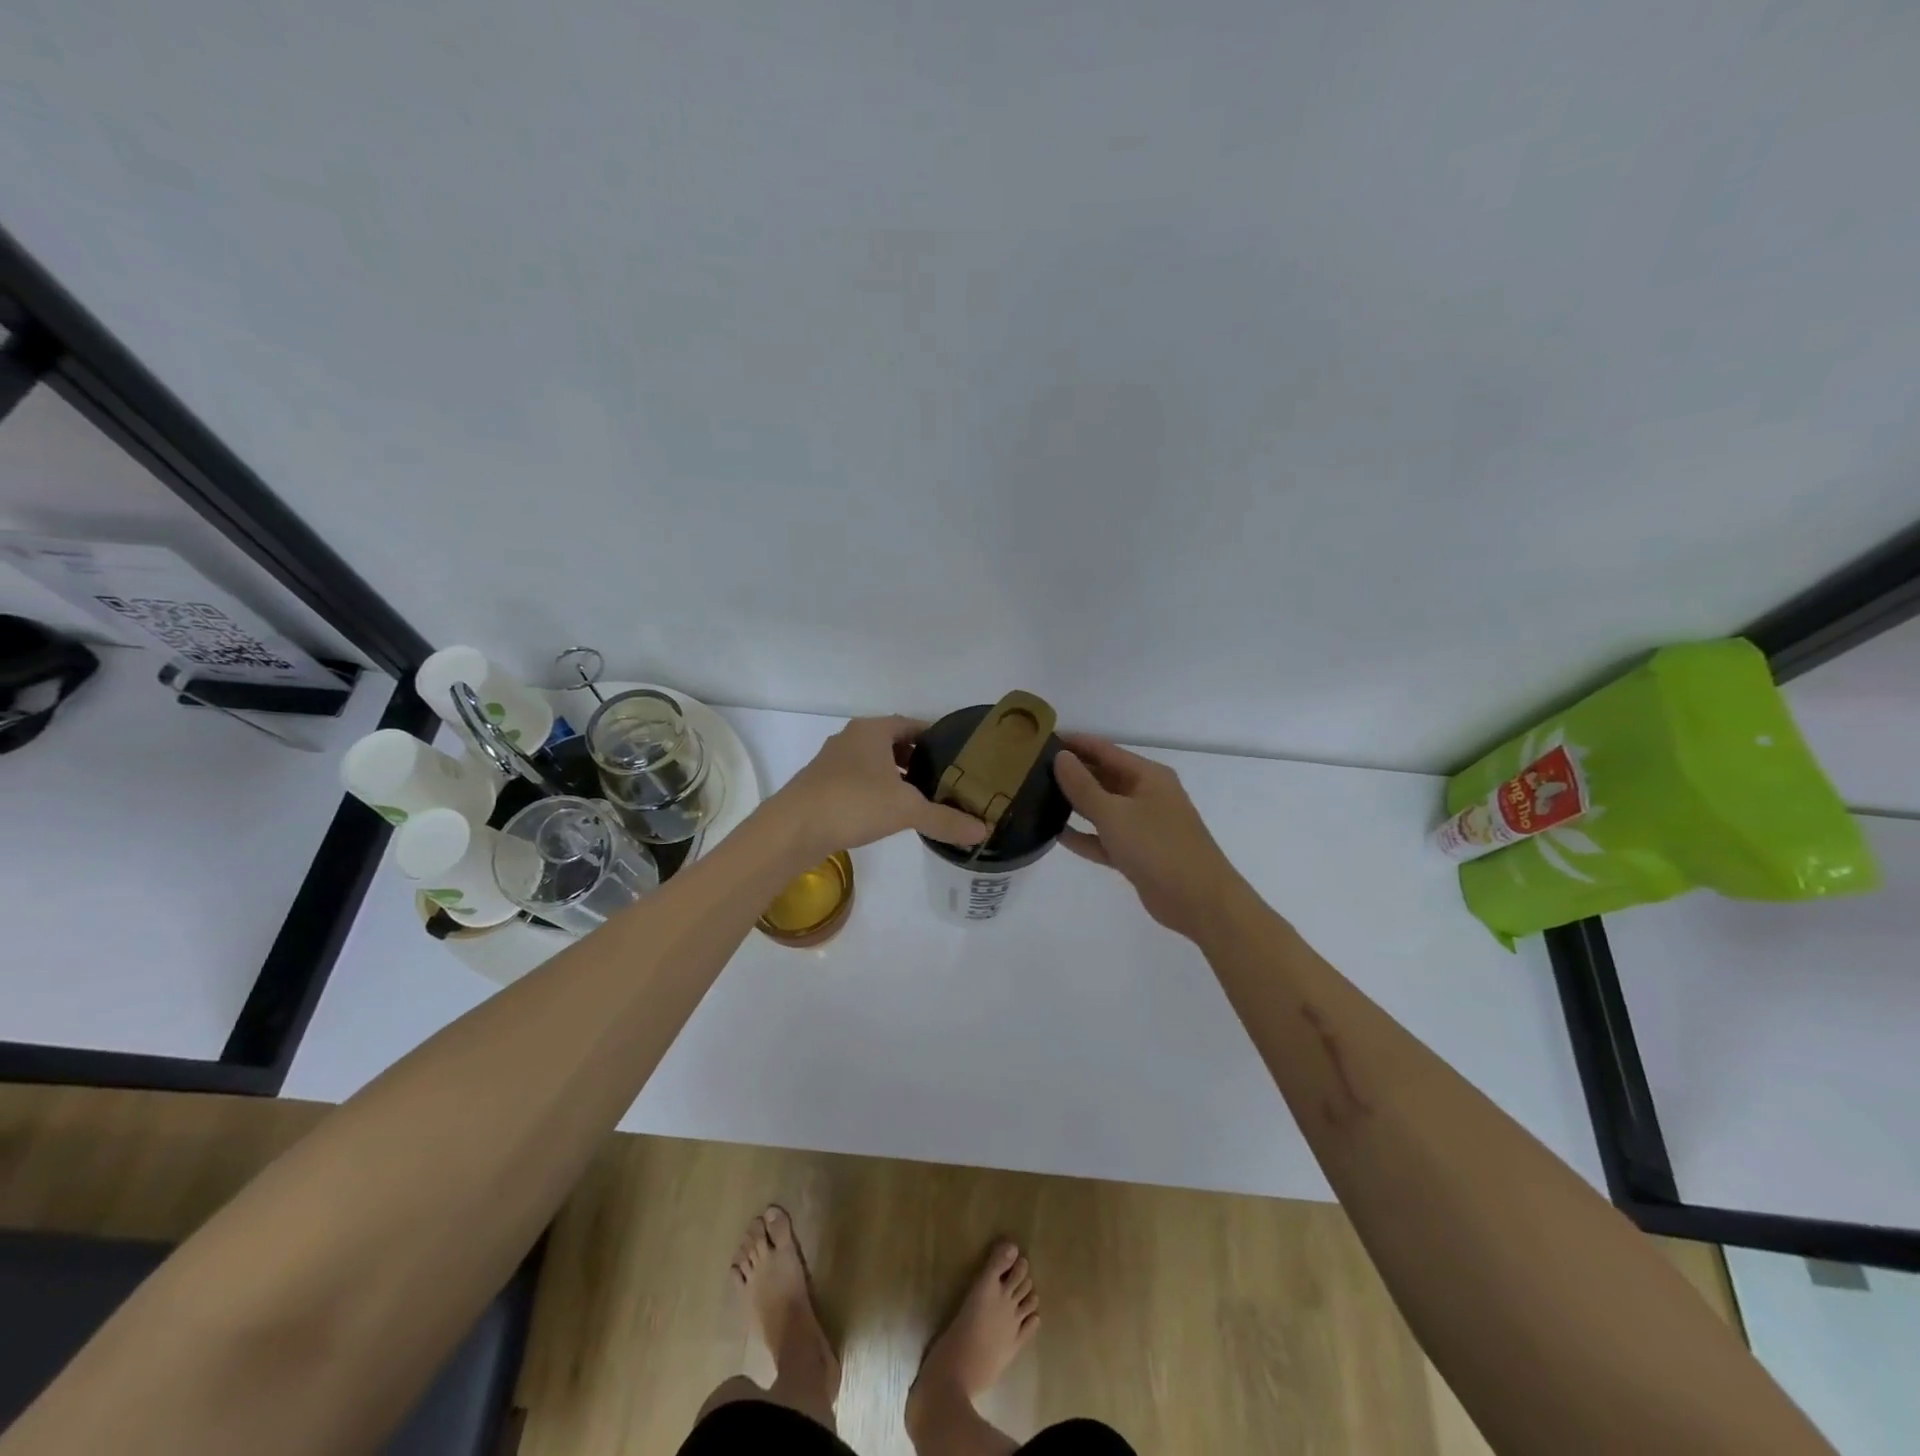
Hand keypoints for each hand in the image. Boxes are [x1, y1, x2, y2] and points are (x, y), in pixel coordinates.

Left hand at [771, 716, 988, 862]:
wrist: (792, 829)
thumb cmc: (853, 804)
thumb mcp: (906, 810)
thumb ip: (945, 819)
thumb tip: (984, 832)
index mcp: (872, 730)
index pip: (913, 724)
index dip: (936, 738)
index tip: (958, 756)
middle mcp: (851, 738)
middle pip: (893, 742)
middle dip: (918, 759)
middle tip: (945, 779)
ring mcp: (832, 762)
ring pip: (874, 763)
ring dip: (896, 776)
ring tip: (921, 798)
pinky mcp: (822, 785)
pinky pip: (859, 780)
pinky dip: (877, 790)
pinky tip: (888, 813)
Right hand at [1052, 734, 1241, 939]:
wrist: (1198, 901)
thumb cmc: (1157, 847)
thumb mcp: (1114, 813)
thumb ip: (1083, 786)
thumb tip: (1060, 757)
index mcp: (1148, 776)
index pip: (1106, 750)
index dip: (1076, 743)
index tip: (1043, 740)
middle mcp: (1147, 796)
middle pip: (1104, 777)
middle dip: (1073, 773)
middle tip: (1033, 770)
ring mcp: (1144, 826)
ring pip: (1104, 808)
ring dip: (1076, 804)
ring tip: (1039, 797)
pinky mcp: (1138, 854)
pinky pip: (1105, 838)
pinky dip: (1085, 836)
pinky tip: (1057, 834)